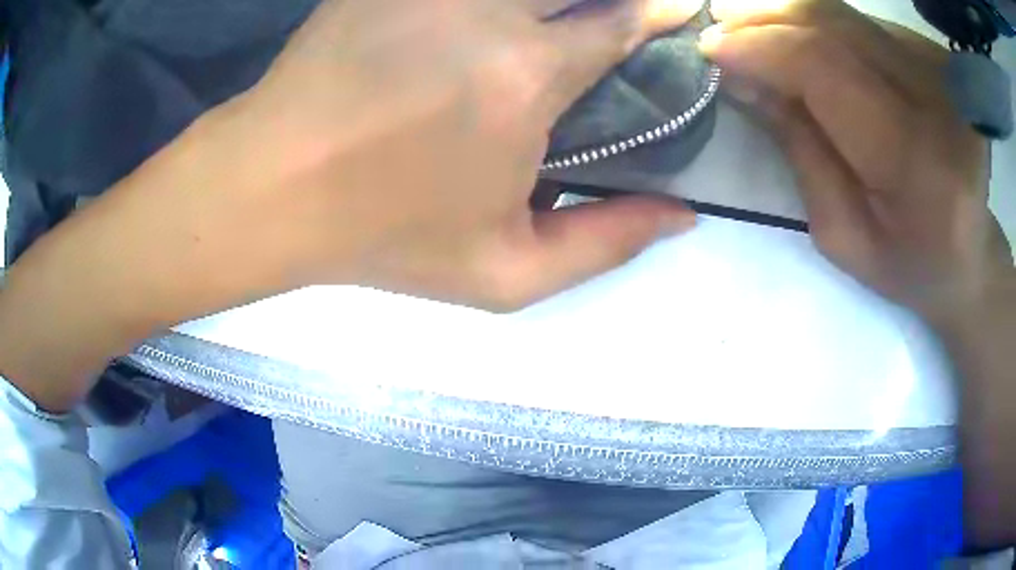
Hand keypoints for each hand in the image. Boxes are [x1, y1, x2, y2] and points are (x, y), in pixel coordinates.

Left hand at [168, 0, 699, 311]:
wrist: (274, 187)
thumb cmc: (383, 236)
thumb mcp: (503, 274)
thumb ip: (606, 244)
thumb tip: (683, 215)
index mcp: (524, 78)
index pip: (621, 21)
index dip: (658, 12)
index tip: (675, 12)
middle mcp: (485, 12)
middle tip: (608, 20)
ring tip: (549, 26)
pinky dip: (491, 1)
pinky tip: (482, 24)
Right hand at [701, 0, 1012, 320]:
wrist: (971, 255)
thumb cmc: (909, 263)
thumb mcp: (843, 234)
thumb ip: (798, 149)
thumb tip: (742, 78)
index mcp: (918, 162)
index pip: (827, 68)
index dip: (762, 48)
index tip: (710, 49)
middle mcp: (938, 100)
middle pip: (834, 26)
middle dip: (766, 19)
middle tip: (719, 24)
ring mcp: (941, 71)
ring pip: (845, 15)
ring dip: (788, 13)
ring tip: (746, 22)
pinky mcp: (936, 57)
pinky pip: (864, 23)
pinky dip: (821, 22)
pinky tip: (796, 35)